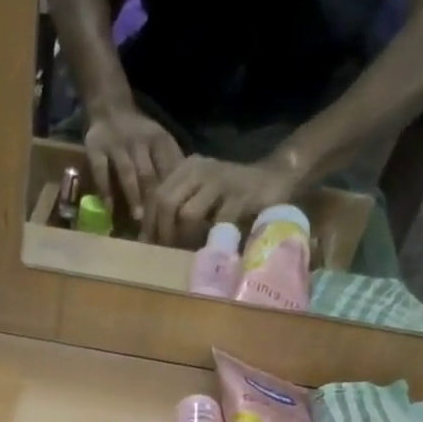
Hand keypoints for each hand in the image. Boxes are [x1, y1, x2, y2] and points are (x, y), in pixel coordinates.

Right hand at [84, 104, 183, 227]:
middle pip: (148, 173)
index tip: (175, 216)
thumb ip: (171, 164)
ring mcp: (116, 144)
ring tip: (137, 219)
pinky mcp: (96, 148)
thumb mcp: (160, 142)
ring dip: (133, 196)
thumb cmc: (140, 134)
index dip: (172, 193)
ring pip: (127, 172)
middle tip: (157, 225)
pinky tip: (109, 209)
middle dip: (153, 200)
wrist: (110, 108)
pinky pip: (101, 171)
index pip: (168, 168)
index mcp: (159, 140)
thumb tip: (186, 196)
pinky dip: (105, 190)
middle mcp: (139, 140)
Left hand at [144, 156, 301, 247]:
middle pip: (166, 202)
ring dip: (185, 238)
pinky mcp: (241, 195)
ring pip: (187, 213)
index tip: (150, 248)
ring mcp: (221, 180)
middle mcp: (200, 169)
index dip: (149, 225)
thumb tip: (146, 240)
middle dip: (163, 233)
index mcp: (186, 168)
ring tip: (190, 250)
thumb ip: (176, 211)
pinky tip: (214, 247)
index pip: (155, 196)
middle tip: (168, 252)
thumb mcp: (200, 197)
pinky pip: (217, 222)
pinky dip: (213, 239)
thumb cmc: (232, 196)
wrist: (276, 178)